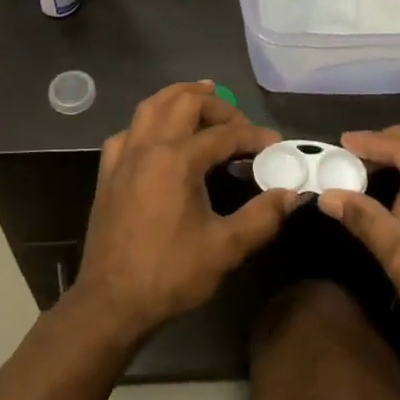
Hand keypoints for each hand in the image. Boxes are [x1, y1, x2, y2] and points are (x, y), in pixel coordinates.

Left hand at [75, 81, 300, 341]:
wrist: (111, 302)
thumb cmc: (169, 275)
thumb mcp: (225, 249)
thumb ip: (262, 217)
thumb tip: (292, 194)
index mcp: (176, 159)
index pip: (223, 134)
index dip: (253, 135)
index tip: (274, 144)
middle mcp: (148, 146)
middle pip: (184, 103)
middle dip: (217, 105)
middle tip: (239, 122)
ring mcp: (123, 157)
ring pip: (151, 106)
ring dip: (178, 97)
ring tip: (201, 96)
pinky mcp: (108, 172)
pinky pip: (129, 131)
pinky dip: (149, 122)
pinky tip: (159, 135)